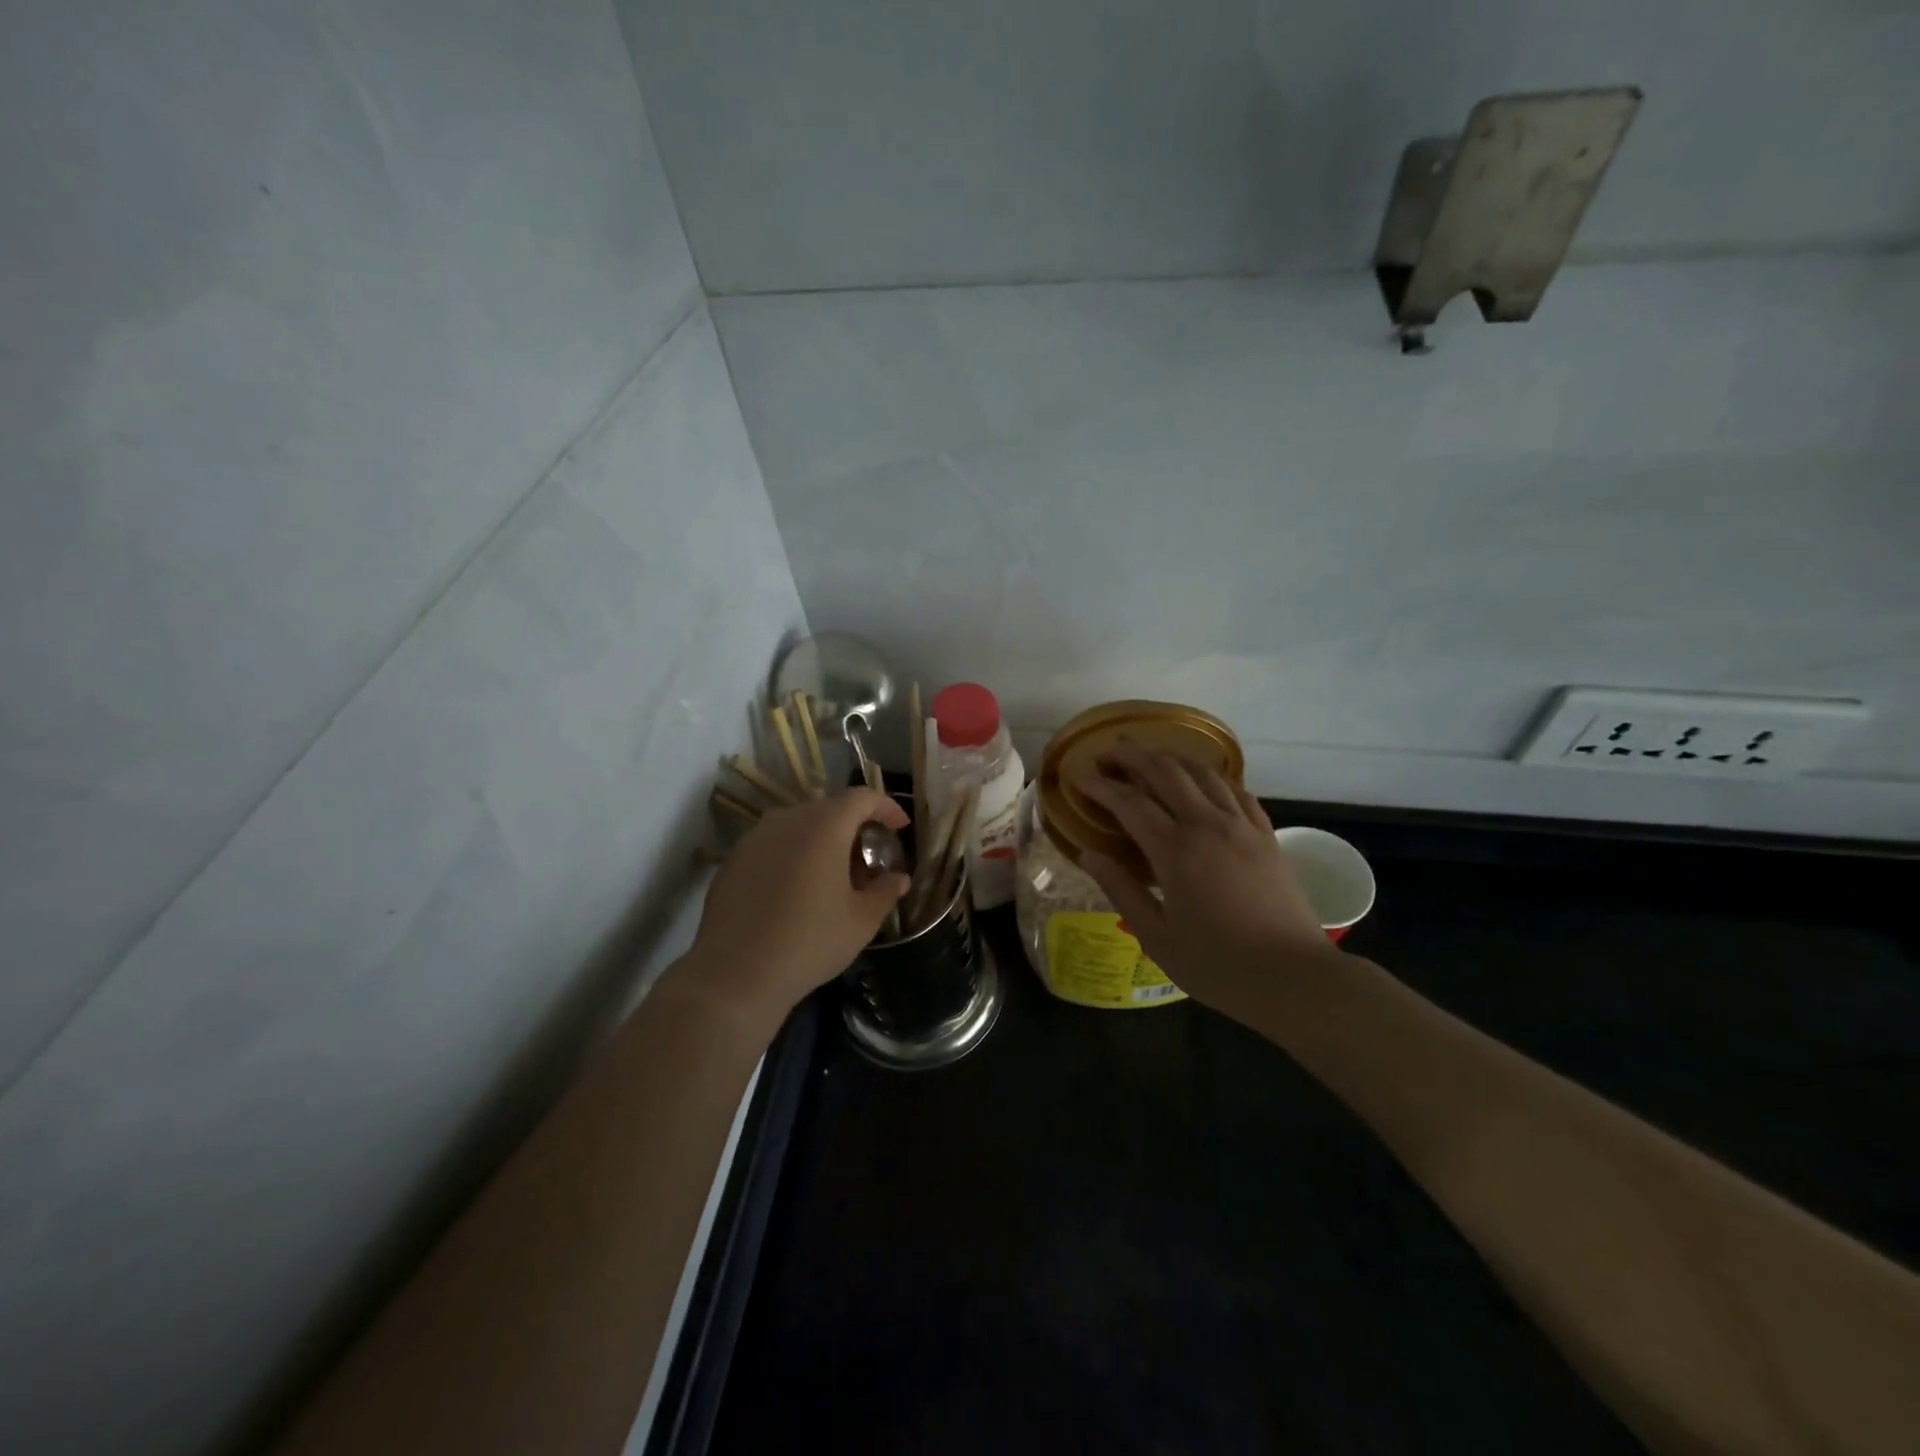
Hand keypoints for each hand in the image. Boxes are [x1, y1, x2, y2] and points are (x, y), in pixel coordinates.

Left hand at [676, 788, 910, 1028]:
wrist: (735, 973)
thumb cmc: (810, 941)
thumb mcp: (861, 921)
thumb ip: (885, 891)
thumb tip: (898, 878)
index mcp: (824, 825)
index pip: (862, 797)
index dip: (886, 807)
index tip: (900, 828)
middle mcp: (788, 819)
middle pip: (829, 809)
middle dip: (854, 828)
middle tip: (868, 861)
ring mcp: (755, 837)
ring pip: (799, 825)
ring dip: (822, 841)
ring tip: (833, 876)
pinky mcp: (733, 859)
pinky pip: (774, 844)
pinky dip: (794, 854)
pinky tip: (797, 890)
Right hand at [1075, 745, 1338, 1007]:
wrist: (1295, 978)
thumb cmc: (1218, 965)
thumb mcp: (1156, 936)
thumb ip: (1120, 889)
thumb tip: (1086, 854)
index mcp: (1175, 850)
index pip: (1128, 802)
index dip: (1099, 786)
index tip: (1077, 778)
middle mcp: (1207, 824)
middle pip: (1165, 770)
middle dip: (1131, 755)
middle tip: (1107, 754)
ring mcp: (1241, 825)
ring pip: (1202, 771)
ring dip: (1170, 756)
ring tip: (1148, 756)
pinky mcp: (1266, 834)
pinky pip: (1235, 789)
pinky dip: (1210, 776)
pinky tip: (1200, 781)